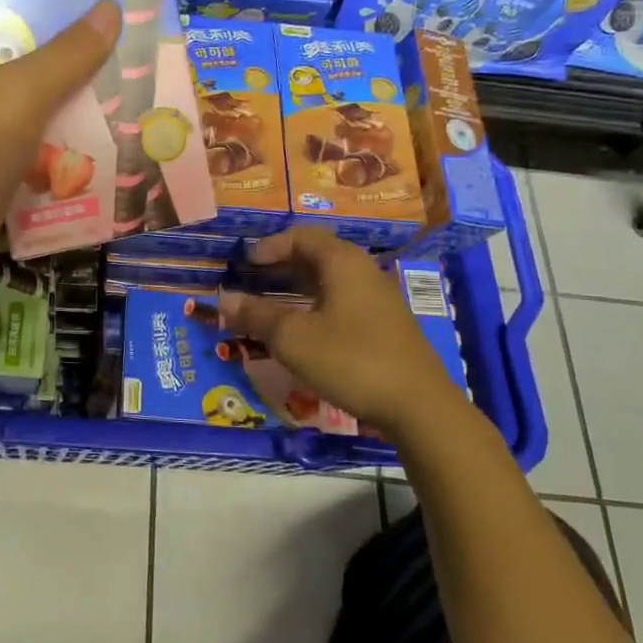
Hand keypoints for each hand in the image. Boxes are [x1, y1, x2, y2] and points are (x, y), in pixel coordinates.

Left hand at [0, 3, 121, 310]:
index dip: (34, 11)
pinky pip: (31, 168)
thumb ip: (62, 57)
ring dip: (71, 121)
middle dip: (67, 70)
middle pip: (16, 75)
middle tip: (124, 59)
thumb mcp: (14, 99)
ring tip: (127, 106)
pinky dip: (61, 166)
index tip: (89, 9)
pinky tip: (105, 161)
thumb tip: (108, 8)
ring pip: (29, 125)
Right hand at [214, 227, 471, 440]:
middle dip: (280, 268)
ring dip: (296, 290)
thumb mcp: (292, 338)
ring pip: (329, 283)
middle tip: (251, 283)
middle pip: (317, 257)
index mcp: (343, 263)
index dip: (270, 246)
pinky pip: (342, 304)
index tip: (245, 264)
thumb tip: (223, 300)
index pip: (302, 236)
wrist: (418, 406)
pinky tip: (302, 334)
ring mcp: (378, 301)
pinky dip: (315, 308)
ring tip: (269, 308)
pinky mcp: (385, 327)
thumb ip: (256, 315)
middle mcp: (364, 272)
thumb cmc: (350, 360)